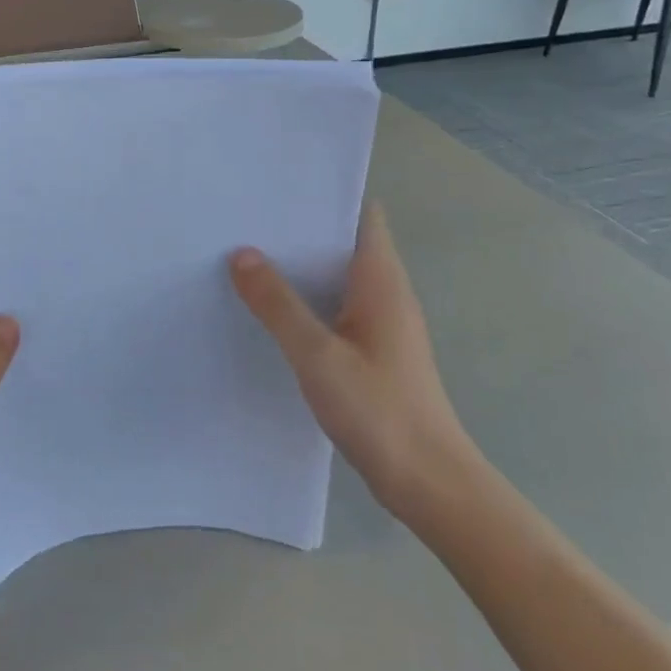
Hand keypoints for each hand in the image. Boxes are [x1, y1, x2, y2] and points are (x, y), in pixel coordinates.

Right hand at [229, 203, 477, 525]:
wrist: (429, 482)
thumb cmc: (378, 409)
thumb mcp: (317, 354)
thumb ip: (278, 304)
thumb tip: (241, 253)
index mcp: (380, 279)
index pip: (360, 215)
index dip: (324, 196)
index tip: (278, 188)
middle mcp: (385, 292)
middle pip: (343, 242)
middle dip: (300, 230)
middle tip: (246, 218)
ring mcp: (381, 323)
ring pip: (337, 278)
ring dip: (300, 267)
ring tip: (247, 255)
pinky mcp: (373, 351)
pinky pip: (336, 308)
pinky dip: (307, 300)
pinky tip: (271, 310)